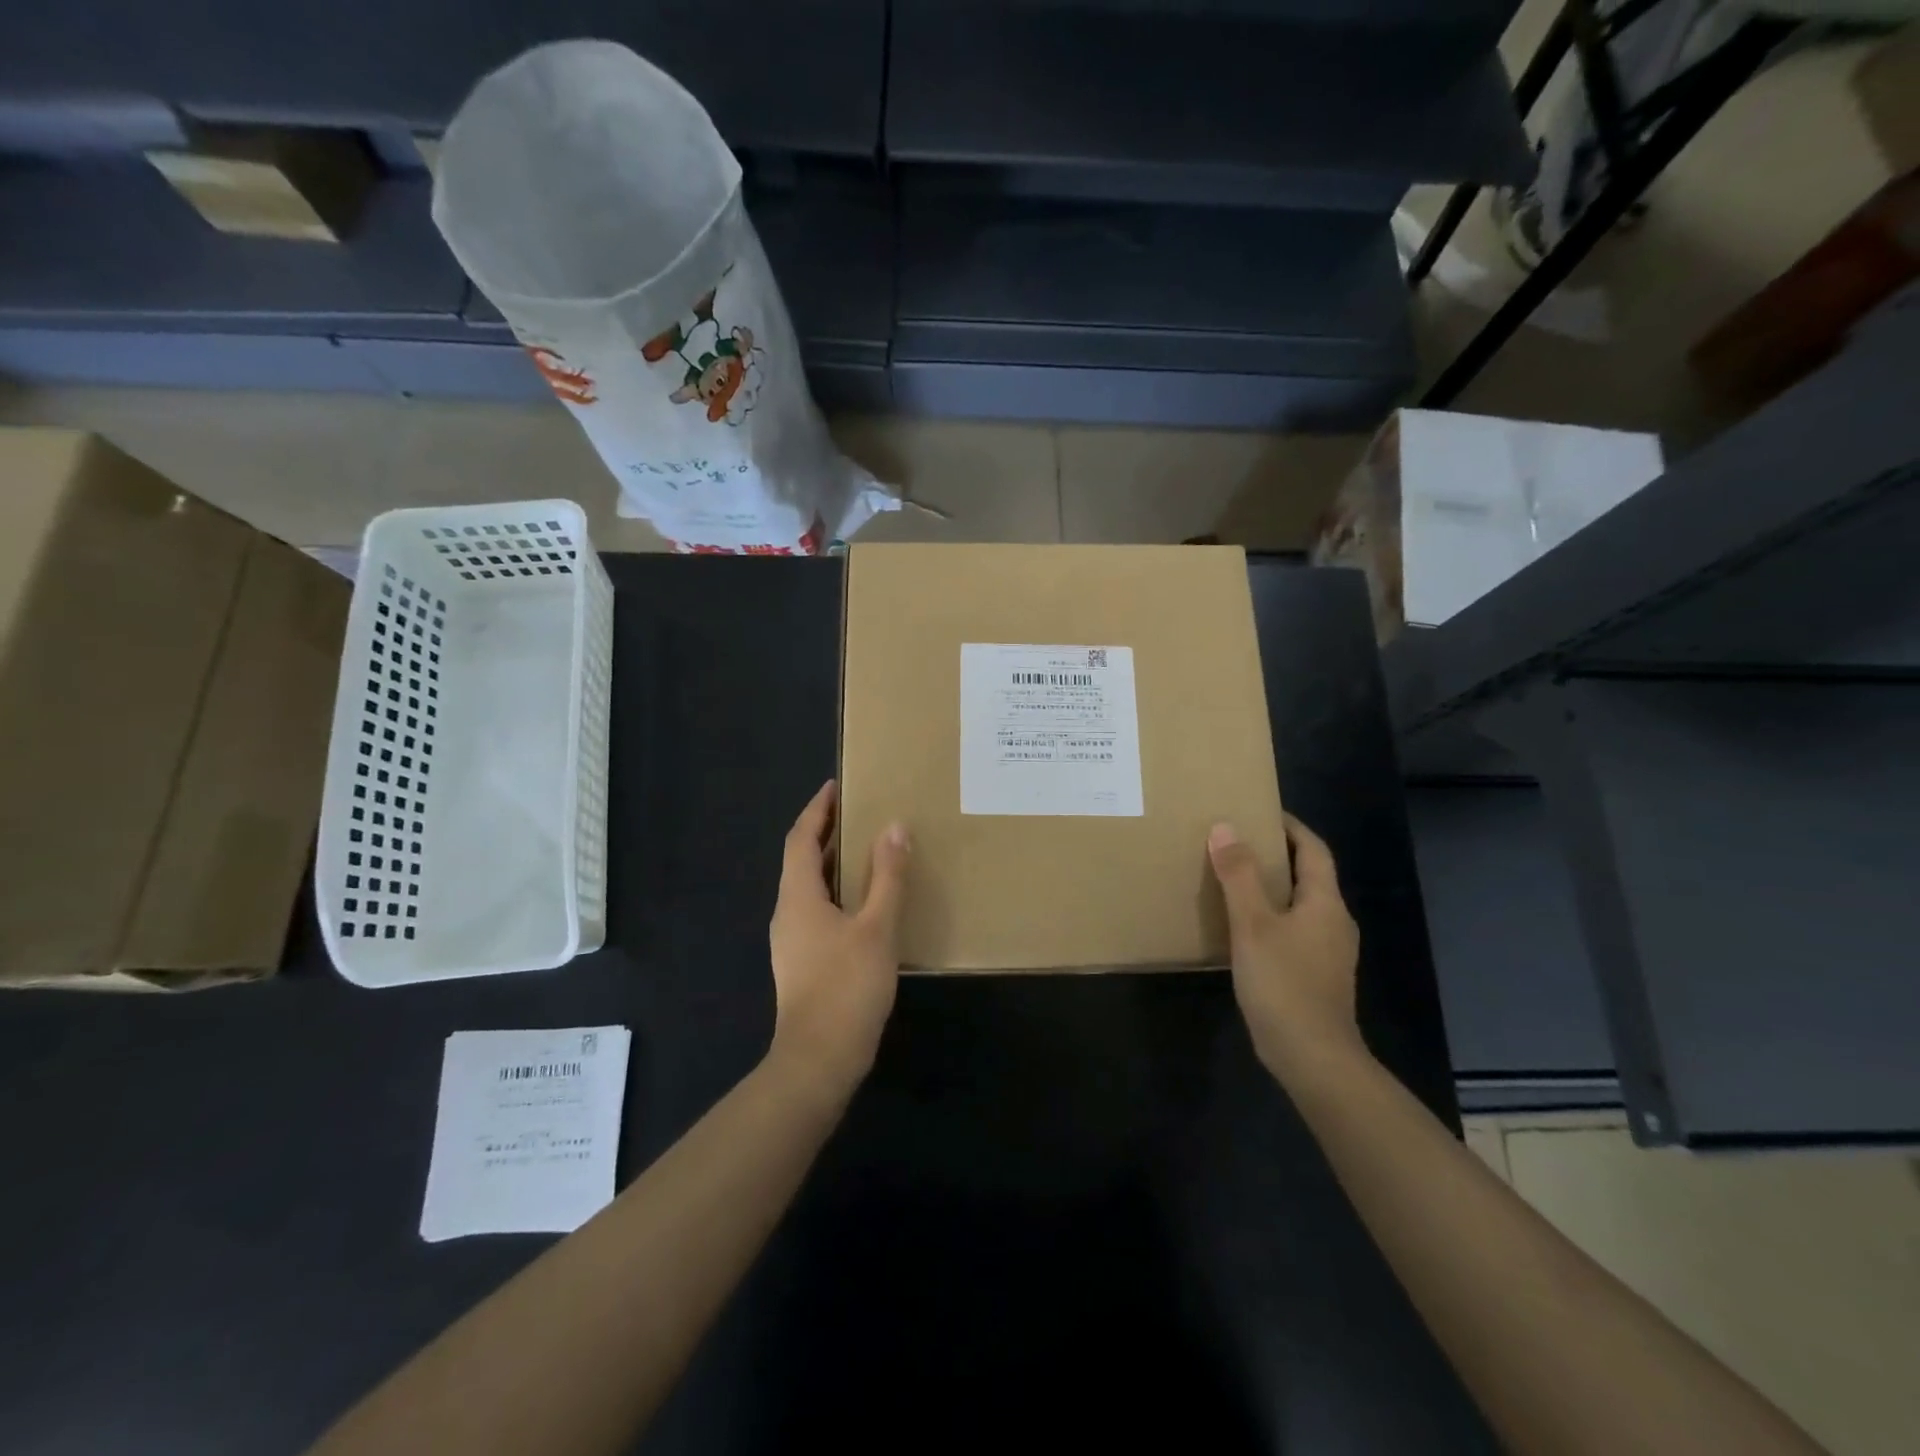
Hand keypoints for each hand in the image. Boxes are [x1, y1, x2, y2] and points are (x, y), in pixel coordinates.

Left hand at [768, 780, 910, 1095]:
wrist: (818, 1061)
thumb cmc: (846, 987)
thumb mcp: (877, 927)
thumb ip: (887, 877)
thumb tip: (894, 827)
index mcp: (798, 896)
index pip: (801, 838)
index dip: (817, 809)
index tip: (835, 785)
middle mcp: (788, 912)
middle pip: (802, 859)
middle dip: (826, 832)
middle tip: (859, 811)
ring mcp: (792, 940)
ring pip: (809, 887)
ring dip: (832, 862)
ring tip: (866, 848)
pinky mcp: (803, 962)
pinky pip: (817, 910)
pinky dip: (837, 891)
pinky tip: (865, 902)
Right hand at [1208, 814, 1366, 1079]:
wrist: (1313, 1057)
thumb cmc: (1284, 983)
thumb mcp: (1253, 924)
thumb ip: (1239, 875)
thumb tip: (1225, 828)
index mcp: (1325, 903)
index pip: (1313, 850)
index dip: (1290, 827)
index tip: (1260, 812)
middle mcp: (1334, 922)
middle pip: (1309, 875)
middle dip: (1276, 855)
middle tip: (1236, 842)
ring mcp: (1328, 952)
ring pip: (1300, 905)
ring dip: (1272, 887)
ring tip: (1233, 879)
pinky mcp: (1316, 975)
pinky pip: (1294, 931)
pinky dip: (1271, 917)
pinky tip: (1243, 928)